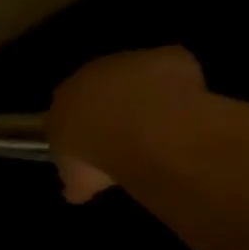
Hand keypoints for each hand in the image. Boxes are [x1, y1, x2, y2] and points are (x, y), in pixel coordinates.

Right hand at [45, 46, 206, 203]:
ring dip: (146, 95)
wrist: (139, 124)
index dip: (82, 126)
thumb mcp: (78, 179)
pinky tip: (185, 111)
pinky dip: (180, 86)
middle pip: (101, 87)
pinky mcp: (168, 58)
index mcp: (63, 98)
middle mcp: (92, 73)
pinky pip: (174, 72)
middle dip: (112, 107)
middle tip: (129, 136)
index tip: (94, 144)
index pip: (66, 107)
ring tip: (161, 126)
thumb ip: (76, 181)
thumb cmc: (95, 152)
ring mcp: (132, 60)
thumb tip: (74, 192)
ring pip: (137, 76)